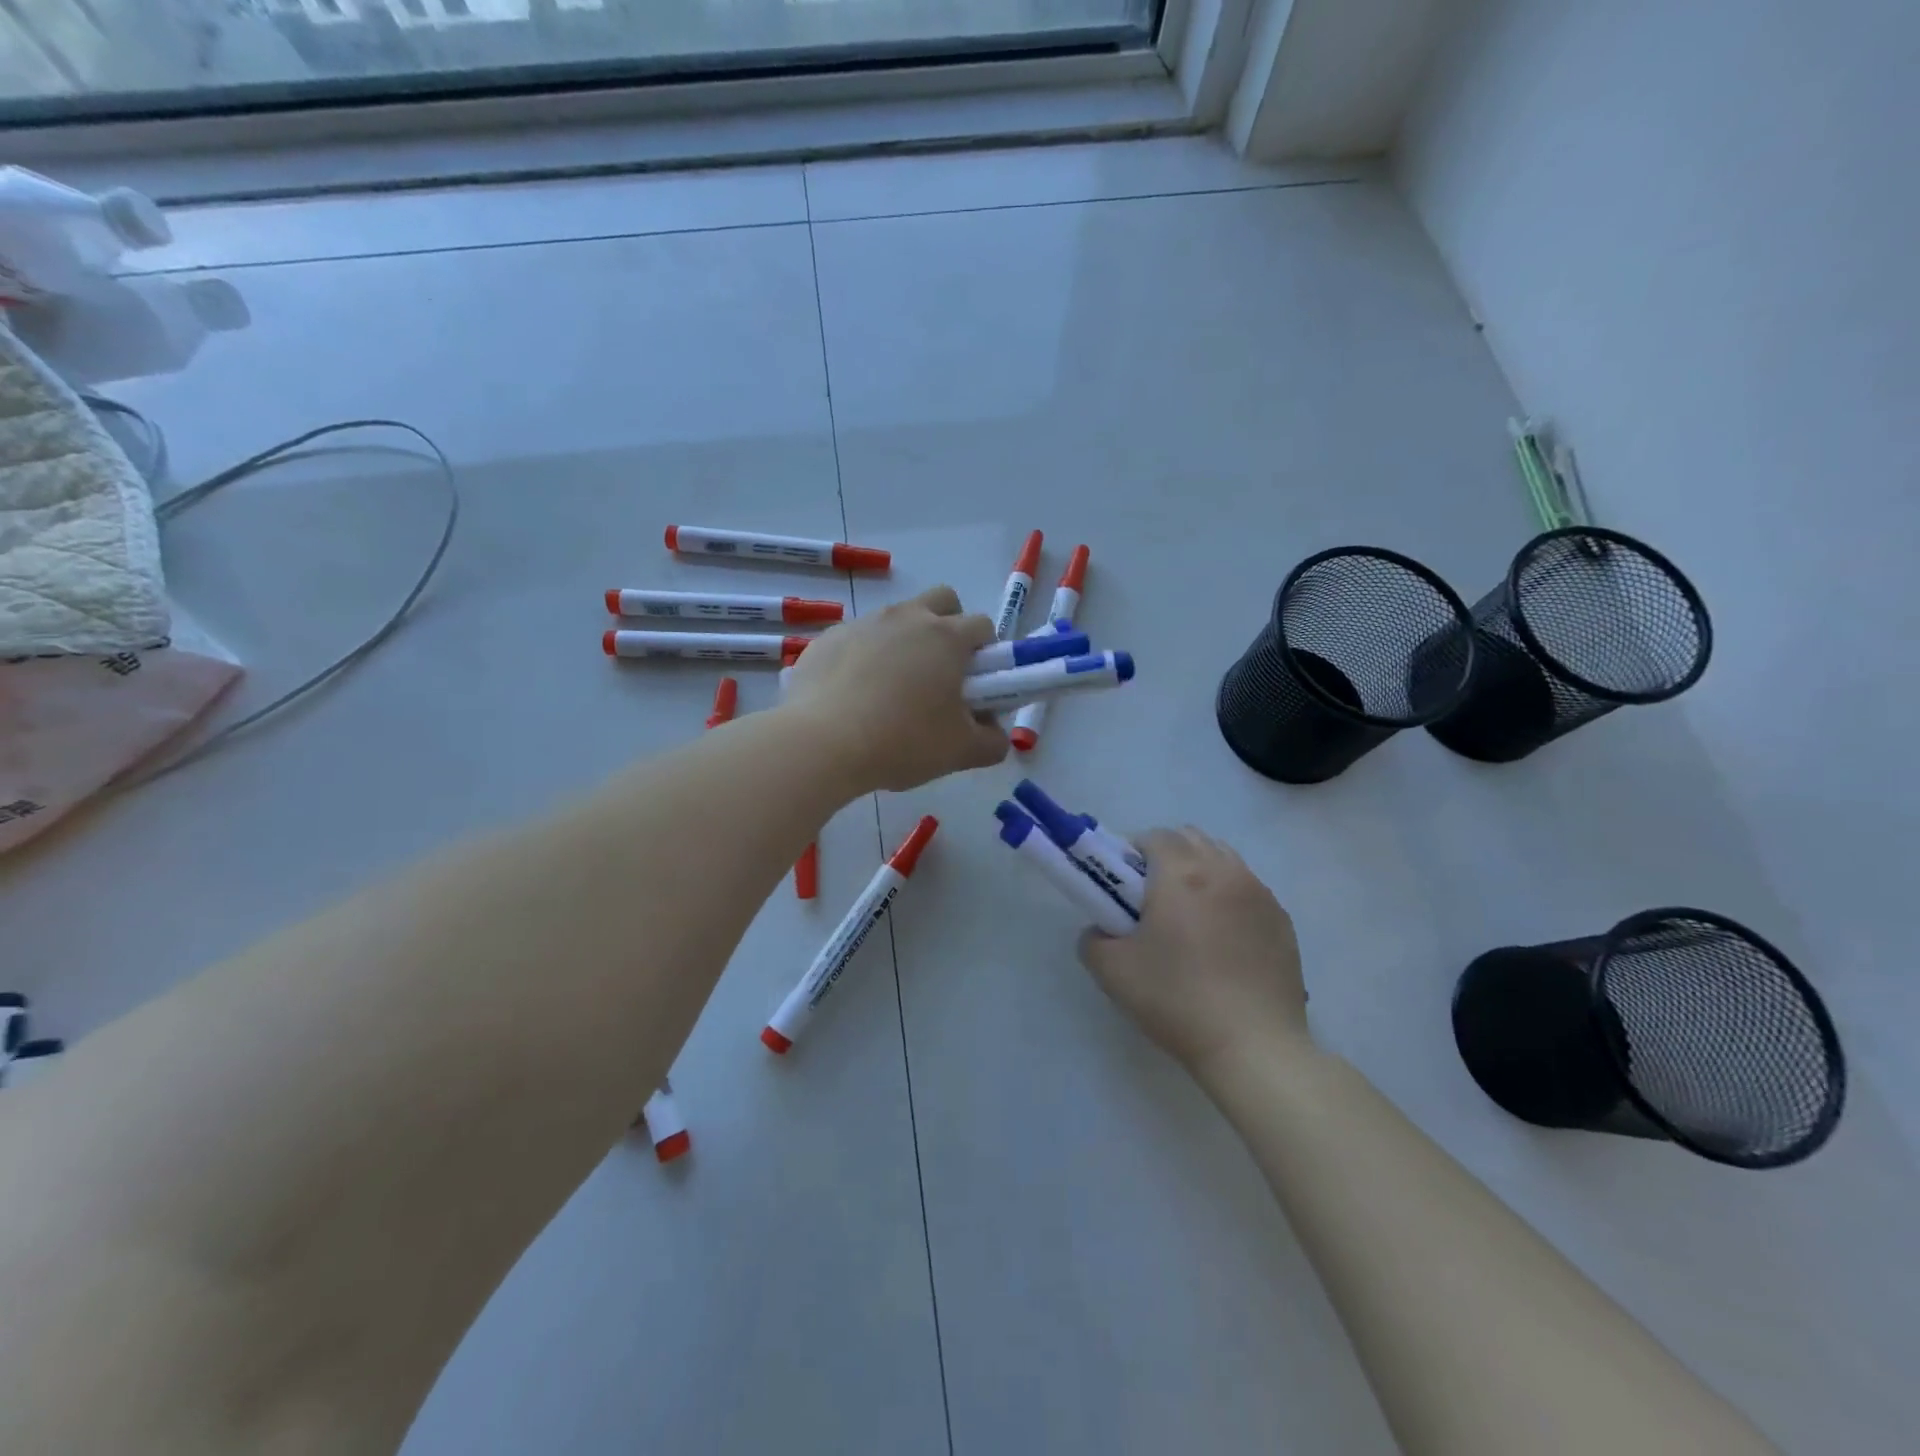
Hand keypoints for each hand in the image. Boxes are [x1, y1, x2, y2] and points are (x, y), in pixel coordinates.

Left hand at [781, 585, 1009, 792]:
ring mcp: (863, 623)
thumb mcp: (962, 752)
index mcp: (947, 636)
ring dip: (904, 643)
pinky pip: (856, 640)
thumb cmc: (902, 741)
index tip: (976, 686)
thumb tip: (994, 732)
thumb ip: (992, 741)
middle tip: (939, 675)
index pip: (983, 626)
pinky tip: (853, 698)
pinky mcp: (826, 639)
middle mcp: (907, 617)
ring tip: (891, 693)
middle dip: (949, 627)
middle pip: (942, 601)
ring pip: (896, 620)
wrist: (822, 743)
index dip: (986, 655)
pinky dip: (863, 659)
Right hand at [1078, 827, 1308, 1075]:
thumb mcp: (1112, 971)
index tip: (1124, 887)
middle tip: (1152, 898)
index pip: (1155, 836)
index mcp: (1182, 874)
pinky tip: (1222, 940)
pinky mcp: (1282, 921)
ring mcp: (1259, 894)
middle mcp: (1224, 872)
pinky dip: (1228, 897)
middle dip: (1167, 856)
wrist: (1253, 1047)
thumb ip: (1094, 938)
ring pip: (1223, 859)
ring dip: (1200, 872)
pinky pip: (1247, 889)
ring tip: (1189, 918)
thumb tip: (1103, 929)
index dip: (1133, 854)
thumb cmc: (1177, 1000)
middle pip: (1191, 838)